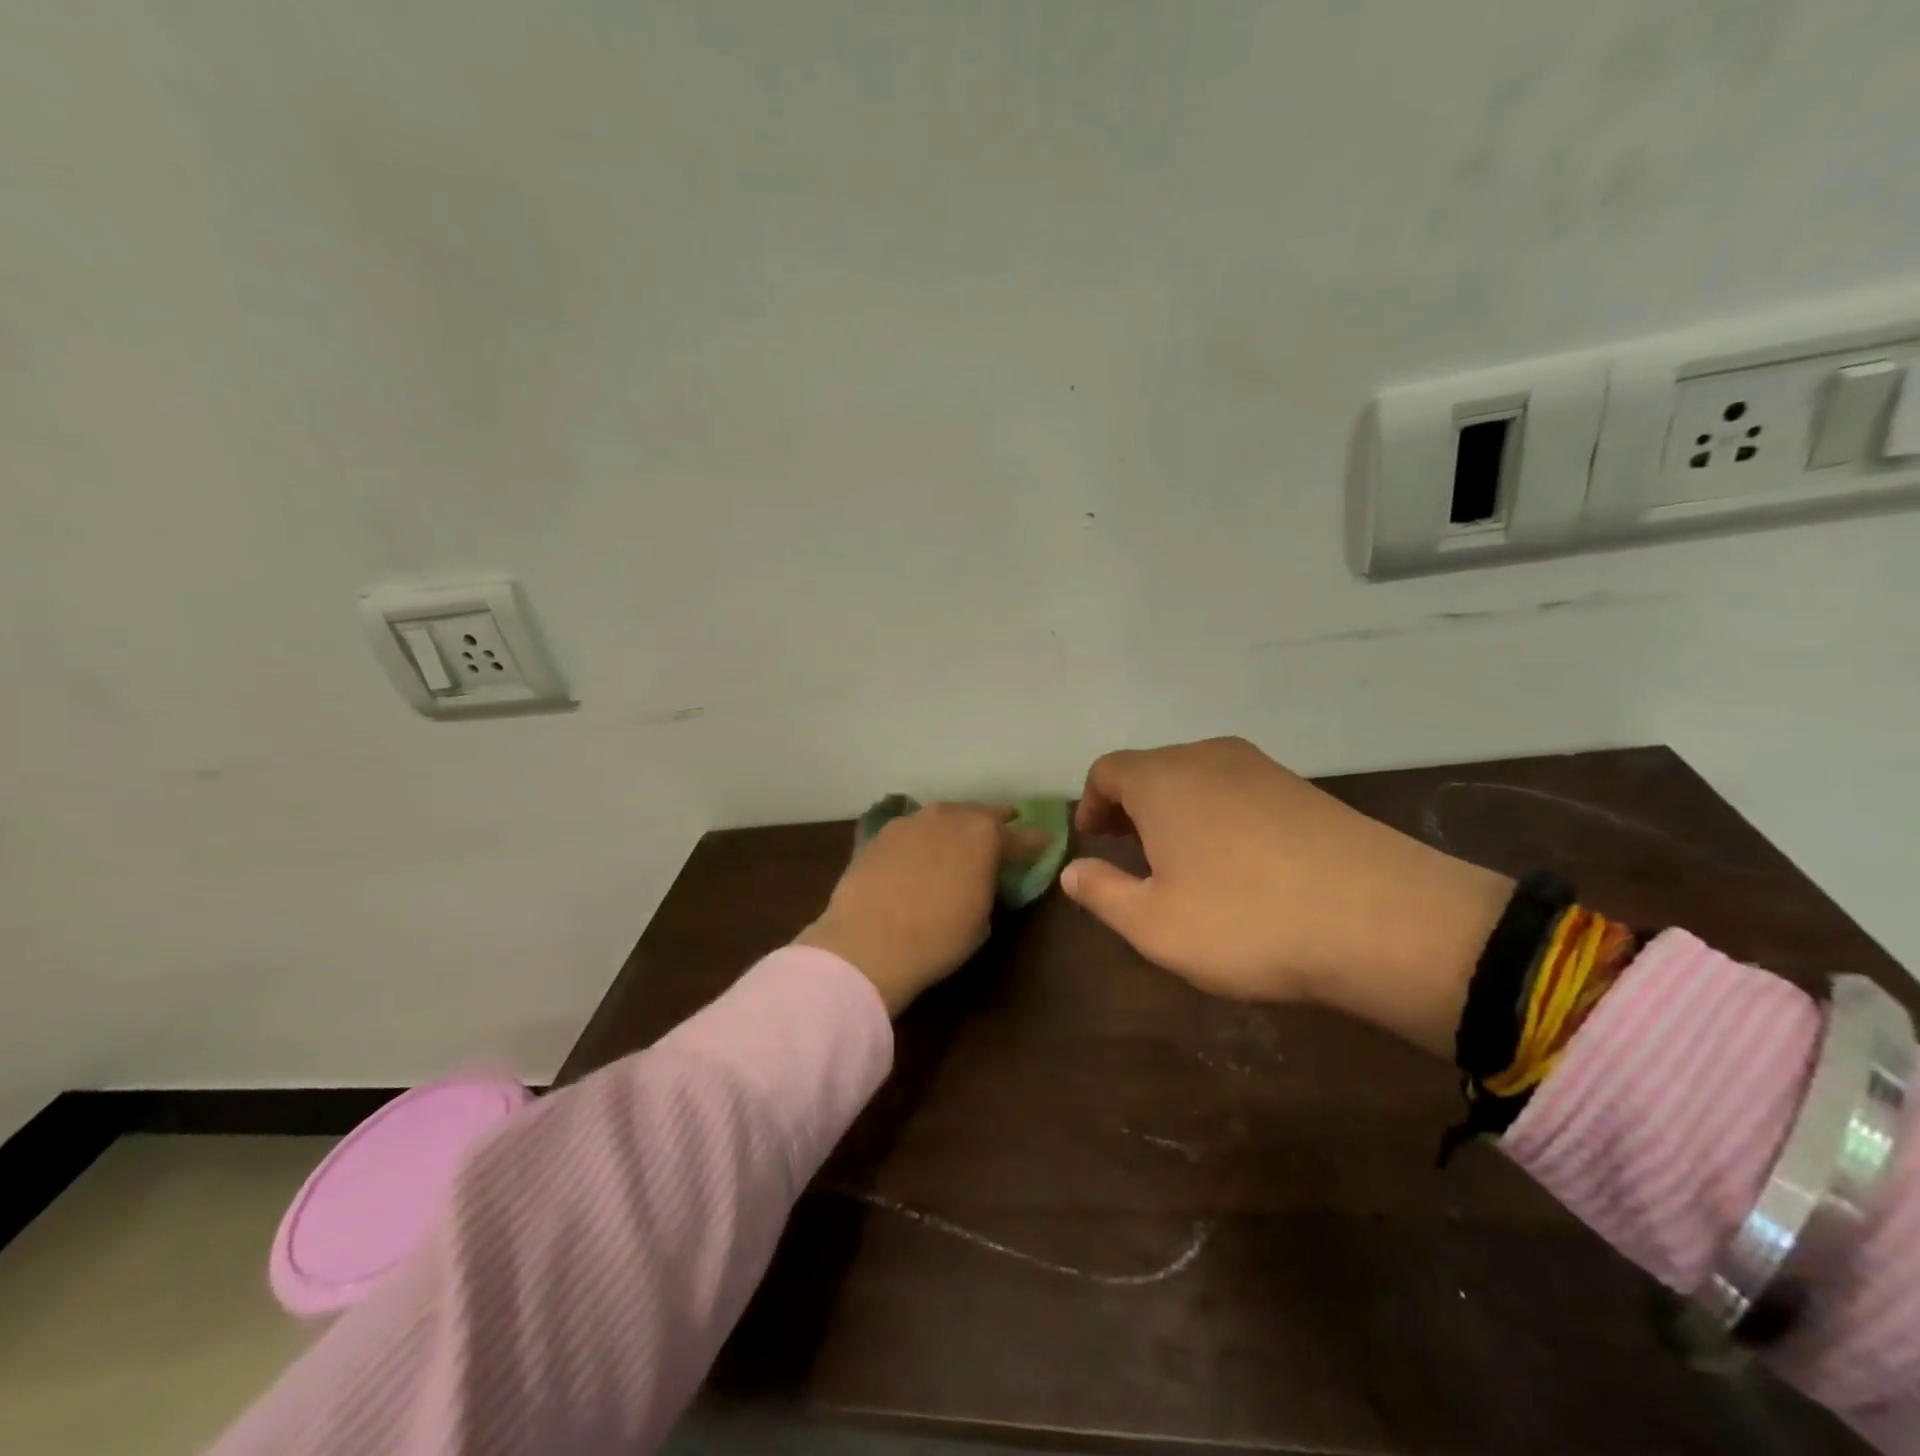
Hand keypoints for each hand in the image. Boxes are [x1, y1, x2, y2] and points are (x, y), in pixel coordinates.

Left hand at [796, 803, 1047, 1016]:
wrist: (867, 943)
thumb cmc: (938, 937)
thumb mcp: (982, 919)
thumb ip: (989, 886)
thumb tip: (984, 879)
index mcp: (985, 835)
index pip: (1022, 836)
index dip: (1035, 842)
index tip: (1044, 844)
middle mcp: (950, 816)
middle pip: (981, 814)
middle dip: (994, 824)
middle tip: (1002, 835)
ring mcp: (911, 821)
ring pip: (943, 817)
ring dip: (955, 828)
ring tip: (957, 845)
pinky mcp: (879, 834)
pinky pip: (912, 831)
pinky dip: (922, 840)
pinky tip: (918, 856)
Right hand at [1061, 737, 1511, 1057]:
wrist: (1385, 920)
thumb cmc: (1246, 921)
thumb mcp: (1154, 924)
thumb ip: (1102, 893)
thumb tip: (1072, 870)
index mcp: (1162, 779)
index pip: (1107, 771)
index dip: (1092, 804)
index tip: (1093, 842)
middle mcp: (1208, 758)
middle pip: (1152, 770)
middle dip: (1132, 808)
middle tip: (1130, 854)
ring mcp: (1263, 768)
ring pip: (1198, 779)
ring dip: (1176, 812)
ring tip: (1182, 862)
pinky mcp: (1305, 788)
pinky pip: (1240, 792)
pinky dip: (1220, 816)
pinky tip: (1239, 864)